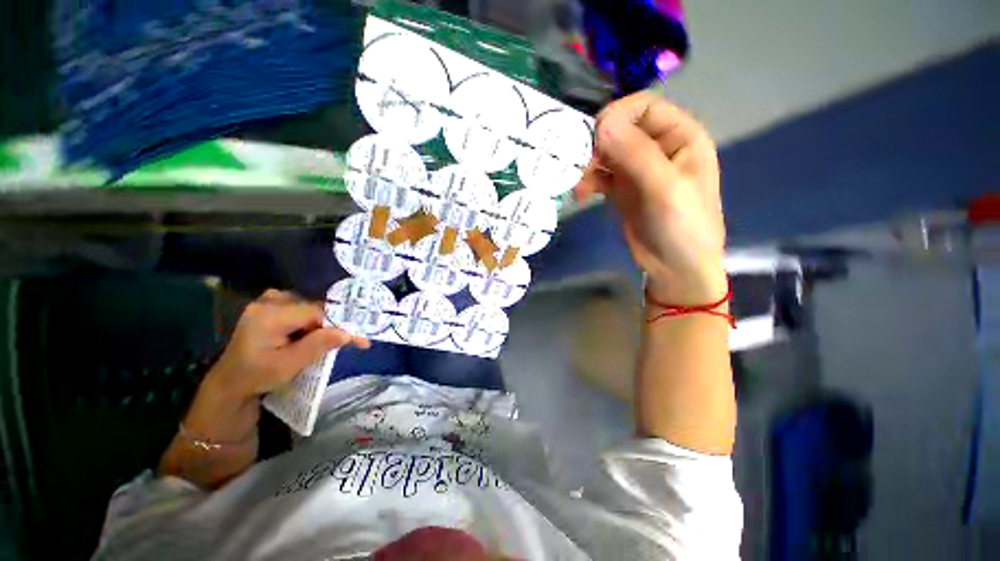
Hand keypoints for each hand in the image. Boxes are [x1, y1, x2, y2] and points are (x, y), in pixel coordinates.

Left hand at [205, 289, 369, 402]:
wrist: (231, 382)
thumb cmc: (257, 376)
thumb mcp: (289, 365)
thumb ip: (318, 345)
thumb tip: (349, 333)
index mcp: (269, 315)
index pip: (315, 312)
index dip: (339, 323)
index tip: (359, 337)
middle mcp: (269, 301)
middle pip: (314, 307)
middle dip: (333, 323)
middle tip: (351, 339)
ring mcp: (268, 302)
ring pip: (309, 306)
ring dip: (323, 322)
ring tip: (334, 337)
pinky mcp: (270, 307)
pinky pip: (301, 307)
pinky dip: (313, 319)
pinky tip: (315, 332)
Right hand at [576, 92, 726, 303]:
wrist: (676, 269)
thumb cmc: (682, 227)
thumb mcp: (665, 188)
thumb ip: (636, 154)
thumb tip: (601, 123)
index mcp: (680, 136)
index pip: (644, 107)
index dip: (617, 115)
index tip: (593, 137)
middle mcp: (658, 148)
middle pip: (620, 129)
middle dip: (597, 144)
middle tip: (579, 165)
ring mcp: (638, 170)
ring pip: (606, 153)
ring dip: (588, 165)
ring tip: (577, 184)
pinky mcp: (622, 190)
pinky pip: (600, 176)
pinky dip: (588, 181)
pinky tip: (580, 195)